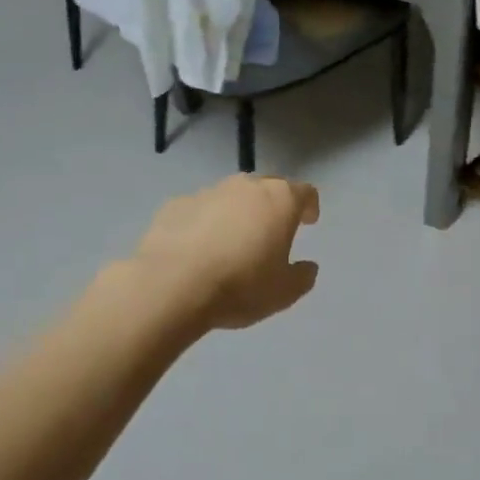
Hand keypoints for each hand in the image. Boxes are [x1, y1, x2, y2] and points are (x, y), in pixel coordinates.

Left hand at [130, 175, 321, 330]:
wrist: (171, 285)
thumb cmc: (240, 286)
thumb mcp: (284, 292)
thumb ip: (302, 276)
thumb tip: (307, 266)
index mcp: (280, 201)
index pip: (304, 192)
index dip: (309, 206)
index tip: (308, 221)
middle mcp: (246, 187)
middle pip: (267, 188)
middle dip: (273, 206)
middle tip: (272, 231)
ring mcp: (207, 192)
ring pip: (231, 197)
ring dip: (237, 213)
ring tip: (232, 242)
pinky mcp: (175, 205)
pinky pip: (199, 210)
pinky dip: (205, 223)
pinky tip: (198, 249)